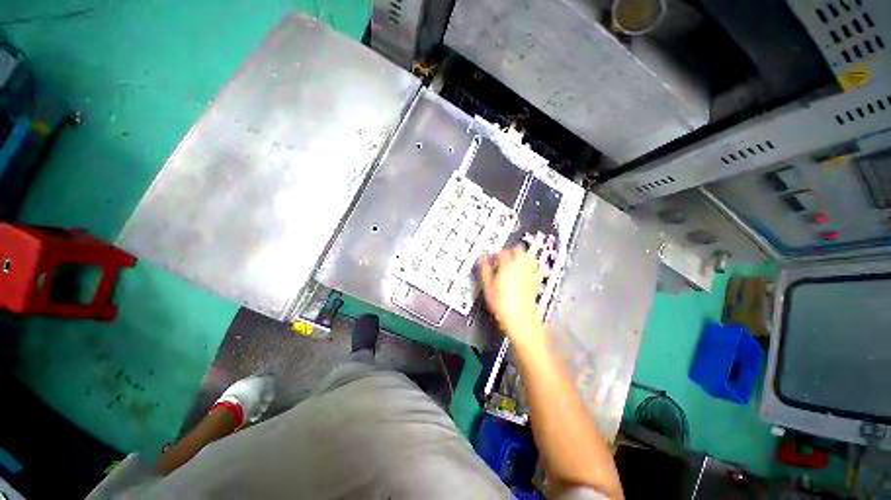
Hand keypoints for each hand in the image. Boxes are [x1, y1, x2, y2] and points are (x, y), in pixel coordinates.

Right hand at [478, 247, 545, 345]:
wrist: (520, 318)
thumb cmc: (501, 303)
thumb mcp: (487, 287)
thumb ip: (484, 271)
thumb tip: (481, 261)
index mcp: (507, 265)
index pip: (500, 253)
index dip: (493, 255)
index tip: (488, 261)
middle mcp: (520, 266)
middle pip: (517, 250)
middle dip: (509, 251)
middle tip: (500, 259)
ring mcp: (530, 273)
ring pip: (528, 256)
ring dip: (520, 256)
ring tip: (513, 262)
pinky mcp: (536, 281)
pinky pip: (537, 268)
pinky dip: (533, 265)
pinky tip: (528, 269)